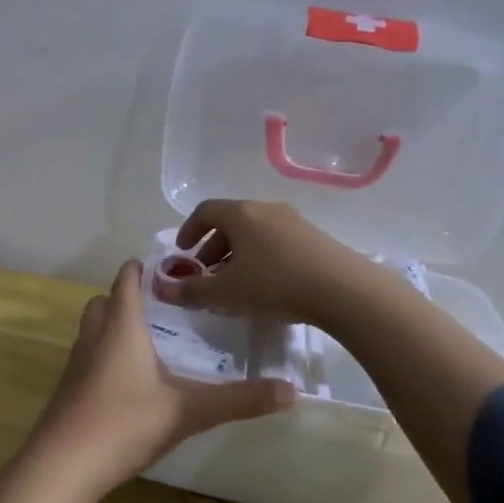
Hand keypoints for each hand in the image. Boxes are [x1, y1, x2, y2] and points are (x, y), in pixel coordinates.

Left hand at [20, 260, 293, 498]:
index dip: (142, 270)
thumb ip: (239, 399)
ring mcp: (76, 364)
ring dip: (113, 327)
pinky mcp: (68, 391)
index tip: (167, 268)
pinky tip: (127, 383)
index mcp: (121, 327)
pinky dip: (104, 357)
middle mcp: (94, 337)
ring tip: (147, 343)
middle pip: (104, 302)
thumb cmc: (125, 422)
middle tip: (160, 309)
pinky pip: (87, 358)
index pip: (127, 281)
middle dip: (126, 298)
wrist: (65, 464)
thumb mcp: (189, 411)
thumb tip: (292, 391)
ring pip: (92, 330)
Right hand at [153, 200, 371, 326]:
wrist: (343, 290)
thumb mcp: (226, 293)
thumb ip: (191, 291)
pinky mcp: (314, 237)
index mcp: (241, 214)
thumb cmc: (275, 285)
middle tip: (206, 273)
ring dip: (238, 253)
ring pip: (255, 231)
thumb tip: (160, 289)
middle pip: (231, 221)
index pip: (205, 211)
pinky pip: (276, 240)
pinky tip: (267, 284)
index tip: (182, 252)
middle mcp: (266, 209)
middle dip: (213, 246)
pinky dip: (261, 256)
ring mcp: (294, 221)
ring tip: (236, 282)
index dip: (188, 230)